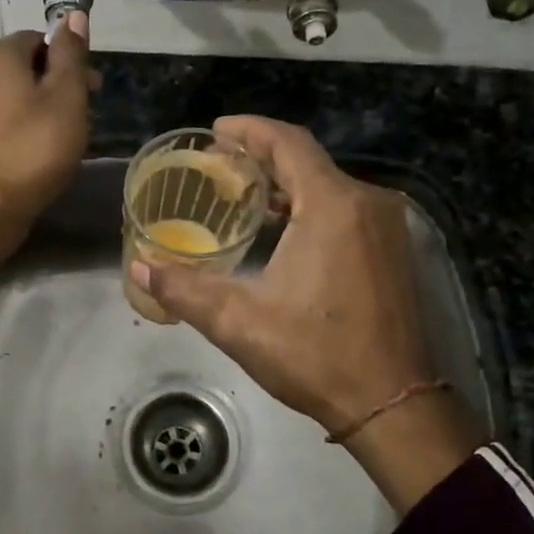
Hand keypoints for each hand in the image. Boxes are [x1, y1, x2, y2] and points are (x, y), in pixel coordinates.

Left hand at [0, 17, 91, 301]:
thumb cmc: (34, 147)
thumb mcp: (66, 96)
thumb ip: (71, 54)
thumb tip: (73, 16)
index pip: (41, 40)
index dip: (71, 60)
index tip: (94, 88)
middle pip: (27, 67)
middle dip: (59, 84)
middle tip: (86, 115)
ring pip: (15, 95)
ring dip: (43, 108)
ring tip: (66, 136)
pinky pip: (3, 120)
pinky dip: (24, 127)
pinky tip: (40, 151)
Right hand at [129, 115, 477, 509]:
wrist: (392, 403)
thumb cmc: (316, 356)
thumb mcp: (240, 323)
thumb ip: (184, 289)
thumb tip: (139, 265)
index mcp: (334, 206)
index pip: (288, 143)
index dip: (249, 130)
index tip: (215, 130)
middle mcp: (367, 203)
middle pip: (308, 160)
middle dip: (262, 156)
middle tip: (218, 164)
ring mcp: (386, 226)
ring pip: (328, 183)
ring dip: (286, 182)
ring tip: (242, 194)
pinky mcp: (393, 249)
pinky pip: (346, 206)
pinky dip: (311, 204)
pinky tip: (283, 227)